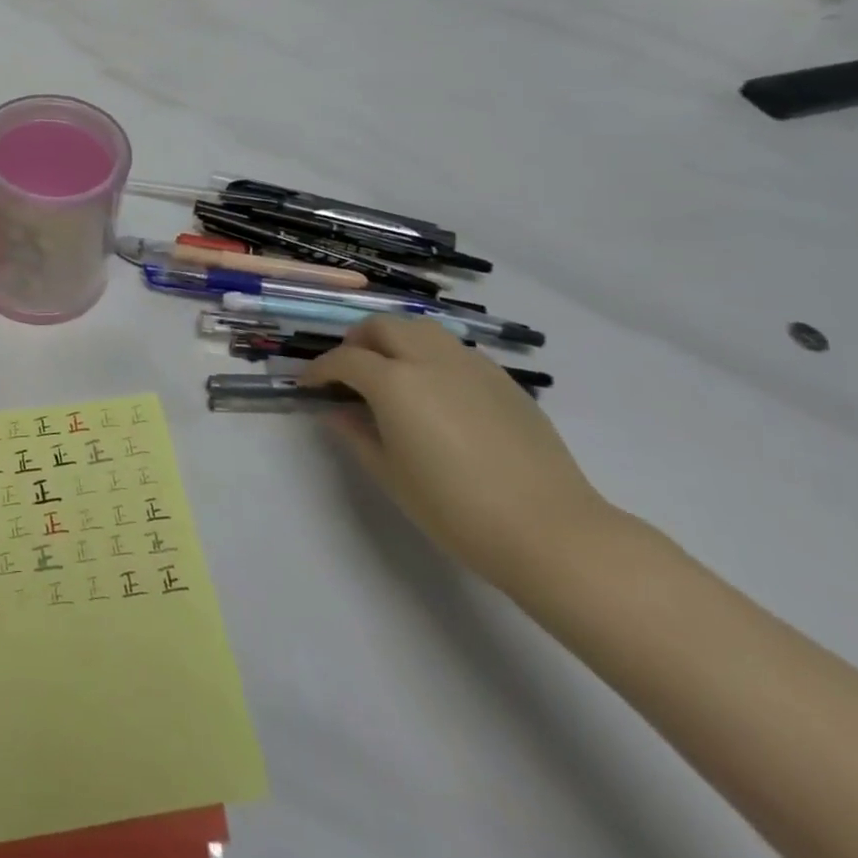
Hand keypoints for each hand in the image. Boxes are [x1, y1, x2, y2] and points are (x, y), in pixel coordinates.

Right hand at [305, 316, 612, 591]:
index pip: (344, 359)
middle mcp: (430, 360)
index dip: (319, 369)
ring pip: (421, 328)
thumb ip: (356, 434)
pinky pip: (455, 350)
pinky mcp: (503, 380)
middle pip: (382, 326)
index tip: (308, 385)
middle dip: (356, 342)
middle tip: (348, 371)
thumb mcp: (390, 475)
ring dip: (396, 339)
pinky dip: (431, 355)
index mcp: (395, 382)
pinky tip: (436, 391)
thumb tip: (337, 411)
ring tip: (391, 371)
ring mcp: (470, 365)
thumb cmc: (455, 509)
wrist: (550, 531)